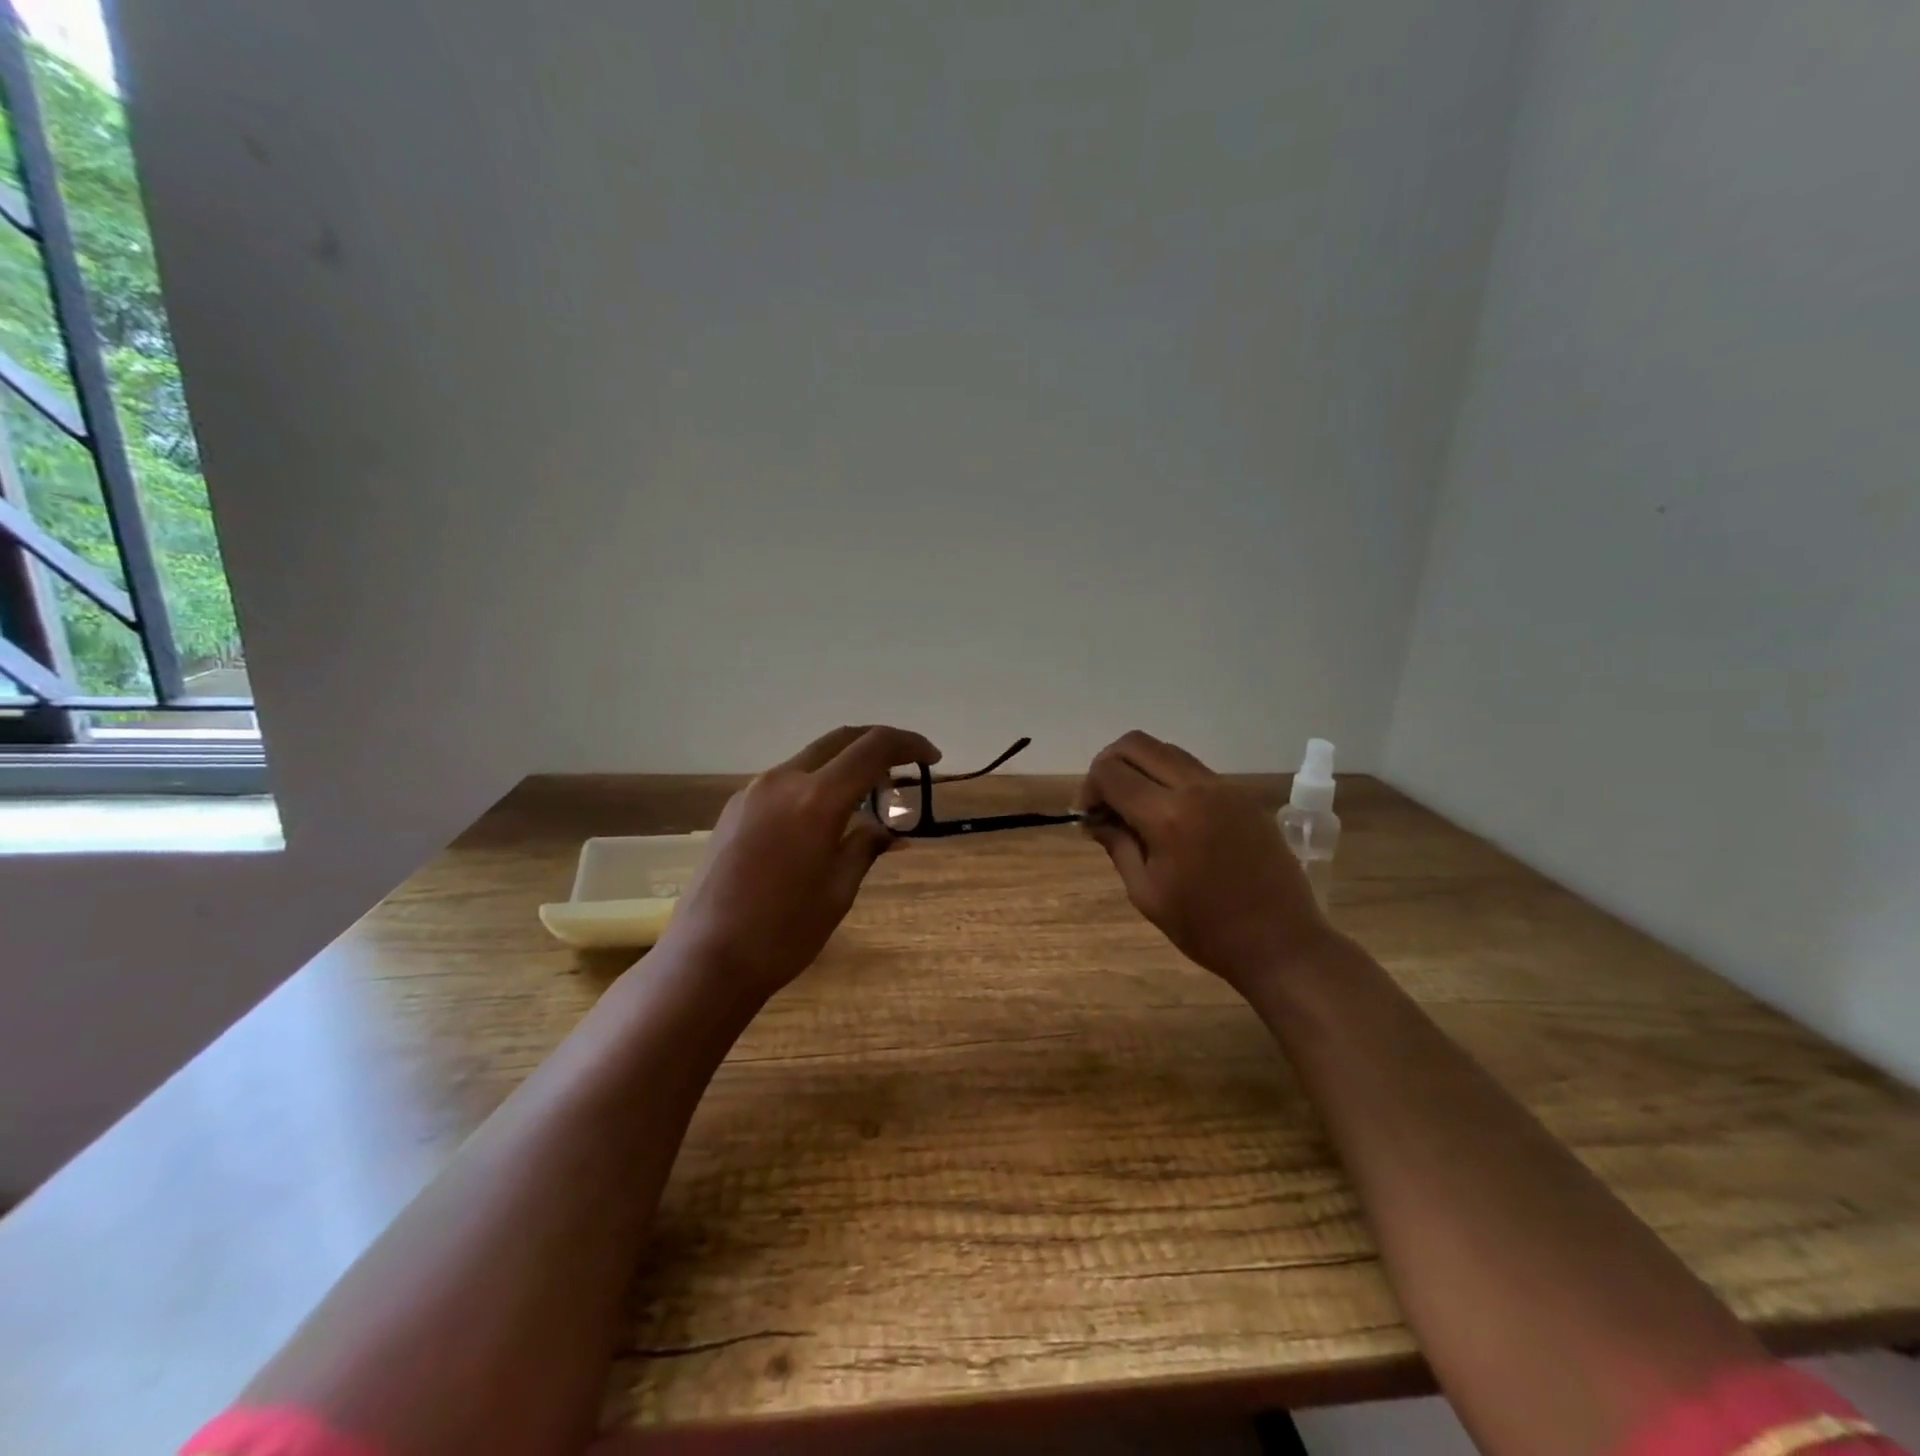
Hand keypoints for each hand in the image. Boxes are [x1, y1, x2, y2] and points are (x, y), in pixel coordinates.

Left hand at [656, 725, 939, 1008]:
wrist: (706, 959)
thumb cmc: (783, 932)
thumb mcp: (839, 890)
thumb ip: (866, 846)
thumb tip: (889, 830)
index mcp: (816, 799)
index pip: (873, 748)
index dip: (908, 744)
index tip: (931, 758)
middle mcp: (783, 780)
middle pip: (841, 740)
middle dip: (878, 746)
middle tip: (904, 772)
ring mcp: (753, 791)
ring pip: (812, 758)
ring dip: (846, 766)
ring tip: (867, 801)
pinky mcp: (735, 808)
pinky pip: (787, 781)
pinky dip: (817, 784)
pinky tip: (825, 819)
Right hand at [1077, 730, 1331, 994]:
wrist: (1281, 943)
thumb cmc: (1205, 928)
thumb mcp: (1146, 892)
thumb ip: (1117, 845)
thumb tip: (1093, 819)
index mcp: (1167, 816)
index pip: (1110, 772)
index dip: (1088, 788)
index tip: (1088, 816)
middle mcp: (1196, 788)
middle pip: (1137, 744)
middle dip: (1109, 765)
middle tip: (1105, 802)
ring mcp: (1224, 788)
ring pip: (1167, 751)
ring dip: (1140, 767)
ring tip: (1134, 806)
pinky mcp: (1242, 796)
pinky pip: (1194, 770)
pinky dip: (1169, 778)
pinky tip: (1168, 815)